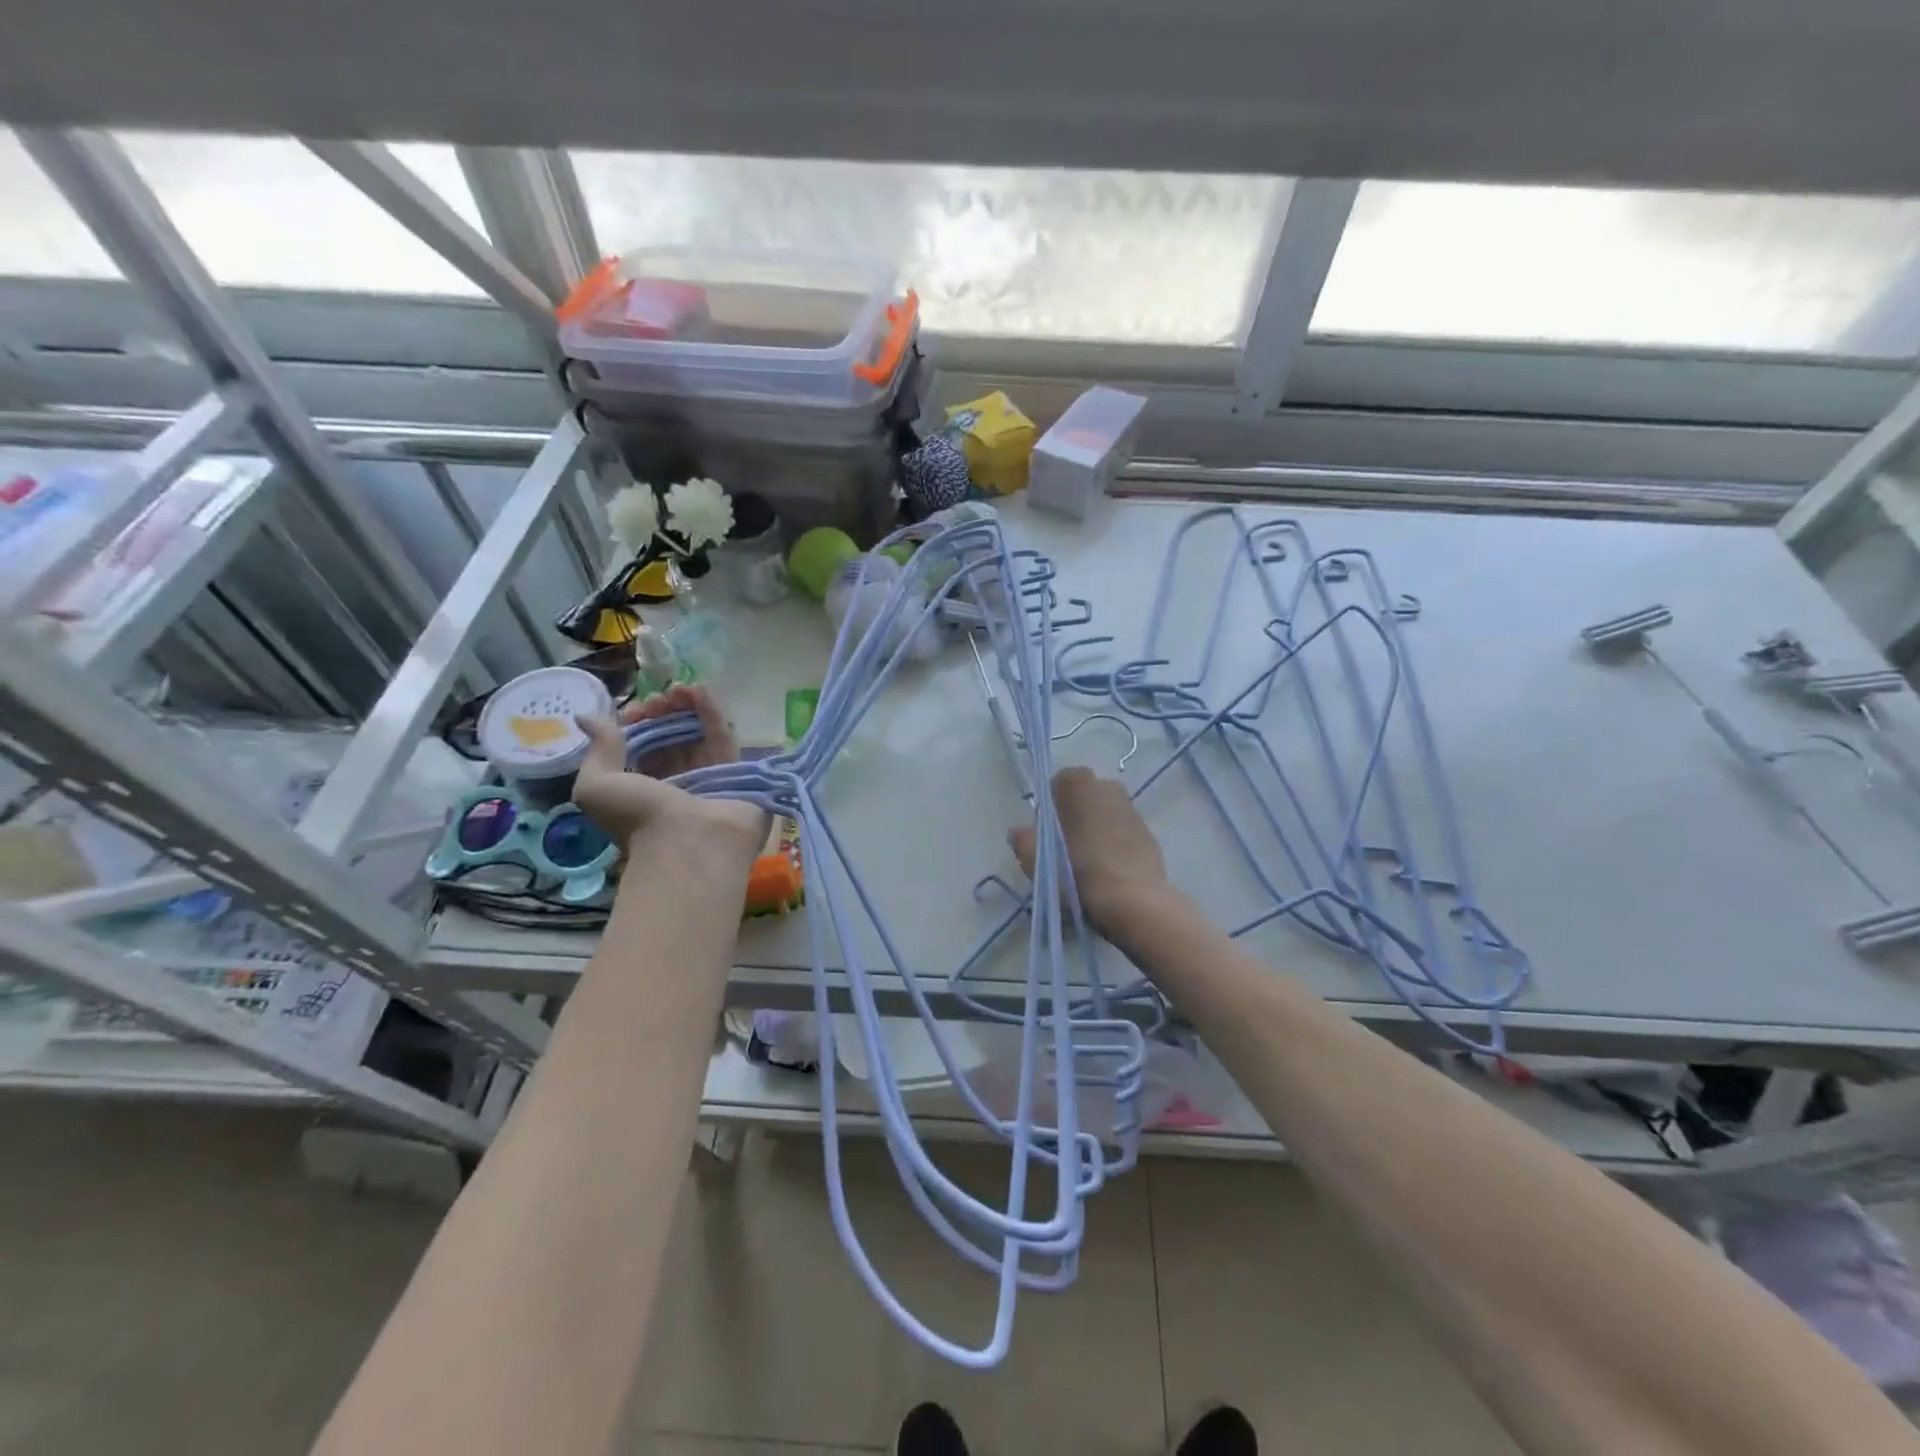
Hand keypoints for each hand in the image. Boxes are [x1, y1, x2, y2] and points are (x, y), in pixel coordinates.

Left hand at [574, 684, 767, 858]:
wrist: (690, 843)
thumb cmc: (638, 818)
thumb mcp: (597, 786)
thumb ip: (597, 749)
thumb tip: (587, 717)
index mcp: (642, 792)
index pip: (642, 750)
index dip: (638, 726)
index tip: (636, 711)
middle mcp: (676, 784)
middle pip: (672, 739)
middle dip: (664, 714)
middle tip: (661, 698)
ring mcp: (708, 778)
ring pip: (698, 735)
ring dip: (688, 708)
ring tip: (681, 688)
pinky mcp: (736, 771)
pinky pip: (723, 737)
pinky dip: (712, 712)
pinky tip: (700, 689)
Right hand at [1009, 767, 1172, 938]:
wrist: (1134, 901)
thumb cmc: (1078, 873)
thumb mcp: (1037, 862)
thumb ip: (1024, 841)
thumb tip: (1019, 831)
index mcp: (1079, 785)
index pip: (1058, 785)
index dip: (1049, 809)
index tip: (1046, 835)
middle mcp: (1108, 786)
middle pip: (1083, 798)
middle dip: (1074, 816)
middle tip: (1064, 849)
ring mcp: (1132, 809)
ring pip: (1105, 814)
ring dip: (1095, 830)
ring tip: (1087, 863)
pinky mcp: (1149, 833)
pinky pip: (1122, 832)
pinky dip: (1114, 844)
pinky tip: (1109, 871)